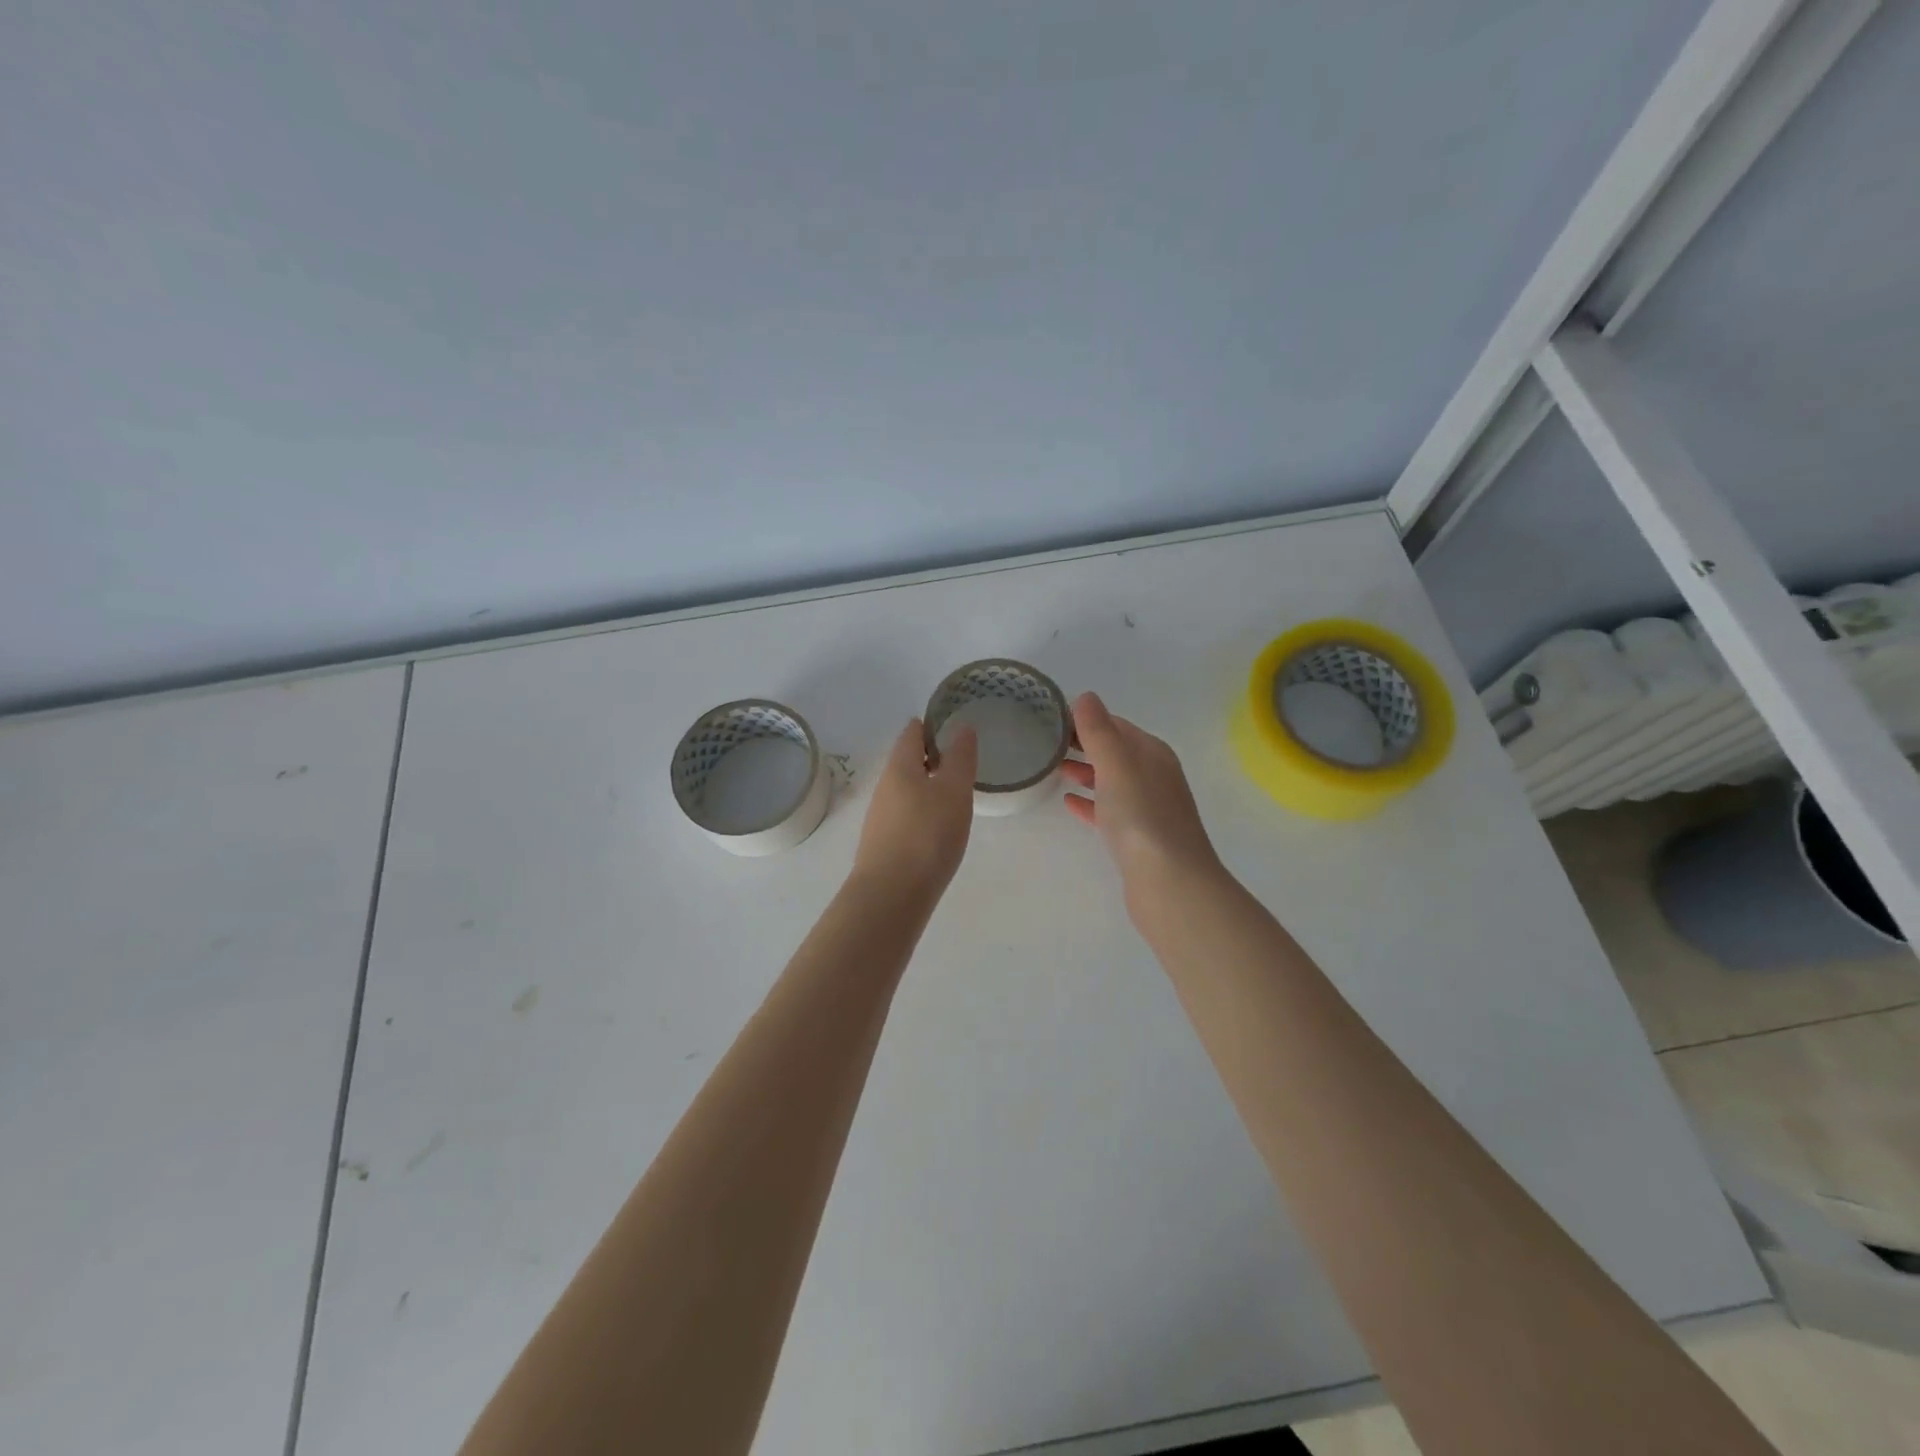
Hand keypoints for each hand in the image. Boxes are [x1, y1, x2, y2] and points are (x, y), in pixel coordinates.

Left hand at [851, 719, 977, 897]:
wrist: (891, 895)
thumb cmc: (927, 835)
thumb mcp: (953, 791)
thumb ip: (960, 759)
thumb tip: (961, 728)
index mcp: (899, 767)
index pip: (912, 732)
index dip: (932, 725)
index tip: (956, 726)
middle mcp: (884, 787)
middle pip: (907, 761)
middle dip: (931, 757)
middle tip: (963, 761)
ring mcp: (881, 818)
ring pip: (906, 790)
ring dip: (928, 786)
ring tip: (956, 794)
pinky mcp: (884, 844)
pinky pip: (905, 815)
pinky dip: (923, 812)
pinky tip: (939, 828)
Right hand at [1062, 692, 1223, 909]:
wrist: (1170, 882)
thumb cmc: (1141, 816)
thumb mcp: (1116, 764)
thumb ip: (1099, 730)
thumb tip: (1086, 697)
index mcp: (1152, 753)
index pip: (1116, 724)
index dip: (1086, 719)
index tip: (1051, 717)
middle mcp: (1154, 776)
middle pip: (1114, 752)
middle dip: (1084, 744)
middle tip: (1045, 742)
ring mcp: (1148, 808)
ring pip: (1111, 781)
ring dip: (1085, 771)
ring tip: (1053, 768)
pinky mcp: (1138, 838)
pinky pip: (1109, 811)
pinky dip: (1090, 802)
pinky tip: (1069, 804)